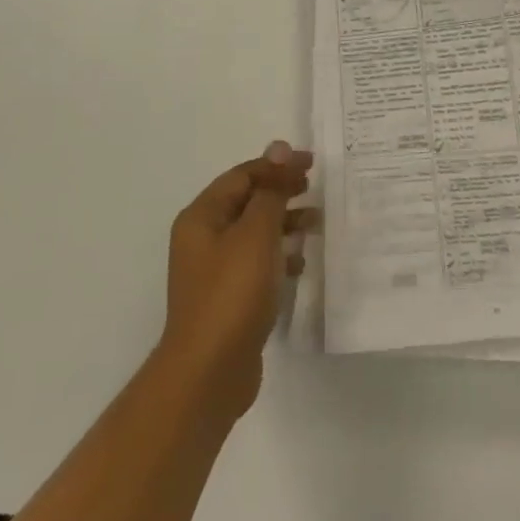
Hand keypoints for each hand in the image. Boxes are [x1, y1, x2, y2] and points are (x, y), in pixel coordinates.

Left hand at [159, 141, 315, 421]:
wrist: (209, 372)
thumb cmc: (232, 293)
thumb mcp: (256, 234)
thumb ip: (270, 191)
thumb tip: (279, 148)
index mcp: (202, 218)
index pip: (242, 176)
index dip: (276, 165)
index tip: (312, 163)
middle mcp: (203, 239)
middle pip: (247, 202)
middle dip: (281, 192)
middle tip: (315, 188)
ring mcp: (214, 271)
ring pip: (254, 234)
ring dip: (284, 224)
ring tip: (317, 223)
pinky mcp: (228, 298)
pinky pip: (257, 264)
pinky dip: (279, 257)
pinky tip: (301, 264)